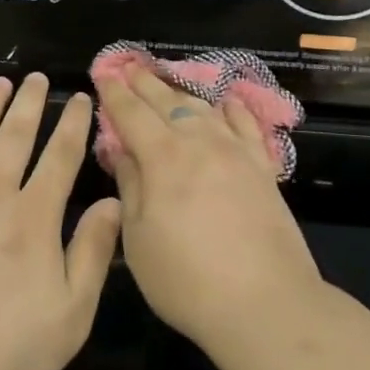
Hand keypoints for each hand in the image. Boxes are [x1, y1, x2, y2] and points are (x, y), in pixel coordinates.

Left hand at [0, 75, 120, 369]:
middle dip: (30, 103)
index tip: (82, 98)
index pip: (60, 155)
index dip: (74, 123)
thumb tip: (112, 202)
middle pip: (14, 135)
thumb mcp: (70, 314)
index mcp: (34, 215)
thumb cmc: (4, 350)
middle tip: (37, 77)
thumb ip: (93, 252)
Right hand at [93, 64, 323, 349]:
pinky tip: (225, 102)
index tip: (103, 74)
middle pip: (167, 101)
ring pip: (203, 108)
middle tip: (129, 67)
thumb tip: (123, 152)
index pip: (131, 113)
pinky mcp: (263, 167)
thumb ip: (130, 187)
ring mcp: (235, 151)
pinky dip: (231, 109)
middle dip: (144, 83)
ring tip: (167, 83)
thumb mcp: (138, 239)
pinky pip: (246, 125)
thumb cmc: (187, 279)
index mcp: (163, 157)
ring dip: (180, 92)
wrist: (266, 303)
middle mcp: (199, 141)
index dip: (114, 93)